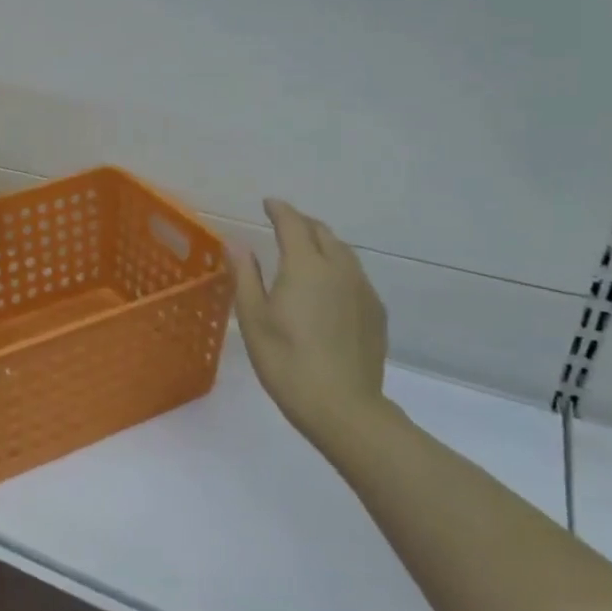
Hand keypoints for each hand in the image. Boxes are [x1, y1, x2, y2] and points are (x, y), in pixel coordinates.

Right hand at [233, 199, 388, 445]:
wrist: (342, 407)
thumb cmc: (286, 360)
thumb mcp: (253, 317)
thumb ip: (245, 274)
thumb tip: (235, 242)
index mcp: (306, 266)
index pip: (293, 224)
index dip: (279, 210)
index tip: (268, 203)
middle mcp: (339, 269)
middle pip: (323, 233)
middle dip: (302, 223)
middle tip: (284, 225)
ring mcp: (363, 291)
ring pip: (344, 253)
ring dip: (323, 244)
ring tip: (306, 251)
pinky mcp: (376, 313)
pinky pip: (355, 276)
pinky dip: (338, 268)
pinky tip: (329, 287)